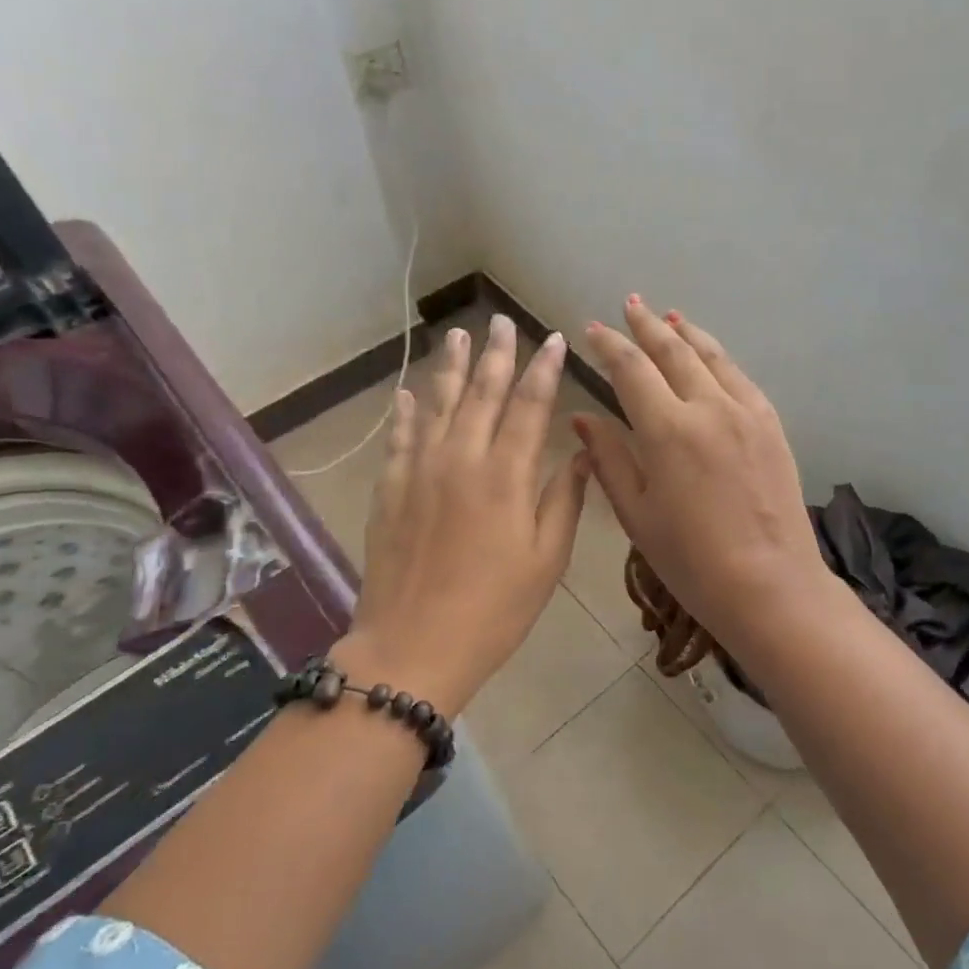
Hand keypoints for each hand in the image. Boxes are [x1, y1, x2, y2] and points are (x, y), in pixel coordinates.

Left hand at [342, 316, 588, 713]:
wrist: (414, 647)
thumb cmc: (494, 609)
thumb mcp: (546, 560)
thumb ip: (564, 500)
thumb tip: (578, 453)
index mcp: (505, 477)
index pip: (530, 407)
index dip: (544, 370)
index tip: (554, 340)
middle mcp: (461, 460)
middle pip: (481, 393)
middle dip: (495, 354)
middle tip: (501, 321)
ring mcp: (419, 472)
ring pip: (437, 405)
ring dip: (450, 367)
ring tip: (457, 334)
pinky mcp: (390, 490)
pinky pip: (400, 437)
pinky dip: (406, 410)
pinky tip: (410, 391)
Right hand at [574, 297, 830, 653]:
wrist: (771, 584)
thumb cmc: (691, 560)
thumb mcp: (637, 514)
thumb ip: (610, 458)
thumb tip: (583, 418)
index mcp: (667, 430)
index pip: (631, 370)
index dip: (609, 346)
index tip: (592, 329)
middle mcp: (709, 407)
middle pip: (673, 351)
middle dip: (646, 325)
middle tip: (629, 305)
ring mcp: (747, 412)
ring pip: (711, 356)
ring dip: (686, 333)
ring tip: (669, 316)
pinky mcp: (772, 424)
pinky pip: (740, 377)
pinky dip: (719, 356)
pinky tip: (711, 354)